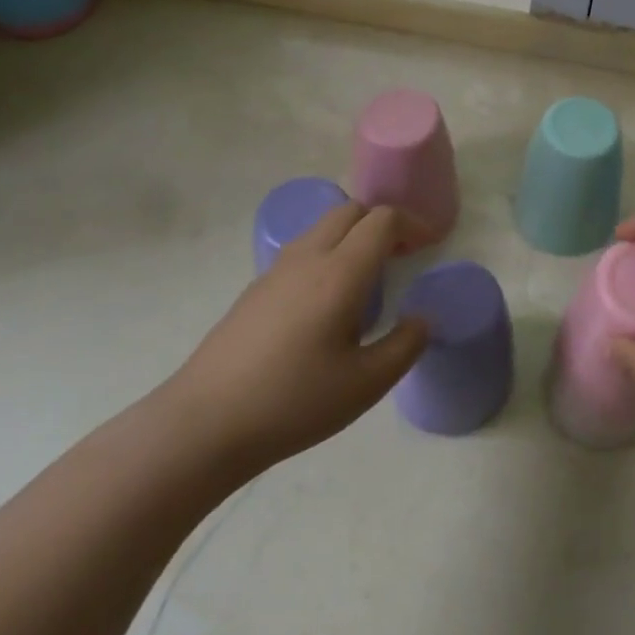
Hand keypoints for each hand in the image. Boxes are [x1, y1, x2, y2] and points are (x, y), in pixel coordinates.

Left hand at [161, 203, 427, 476]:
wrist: (204, 424)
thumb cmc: (294, 402)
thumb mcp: (366, 384)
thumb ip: (405, 345)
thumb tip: (422, 319)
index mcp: (340, 273)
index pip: (382, 220)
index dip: (412, 224)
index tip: (430, 245)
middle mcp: (308, 258)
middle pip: (350, 211)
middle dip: (382, 223)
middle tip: (402, 256)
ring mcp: (276, 270)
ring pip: (322, 227)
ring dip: (353, 235)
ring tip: (368, 279)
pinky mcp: (255, 289)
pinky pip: (302, 249)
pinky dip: (328, 254)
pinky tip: (327, 303)